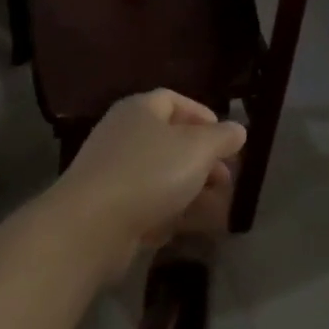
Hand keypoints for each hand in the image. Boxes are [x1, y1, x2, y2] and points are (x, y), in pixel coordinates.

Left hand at [49, 89, 247, 281]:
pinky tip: (190, 227)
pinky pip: (149, 203)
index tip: (228, 140)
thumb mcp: (198, 149)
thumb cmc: (149, 174)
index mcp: (140, 110)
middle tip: (227, 180)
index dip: (204, 117)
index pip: (174, 101)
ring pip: (163, 176)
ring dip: (193, 190)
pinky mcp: (110, 207)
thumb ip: (222, 137)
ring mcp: (114, 172)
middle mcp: (124, 134)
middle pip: (171, 141)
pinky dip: (171, 212)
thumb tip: (238, 129)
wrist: (91, 226)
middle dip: (204, 161)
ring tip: (219, 209)